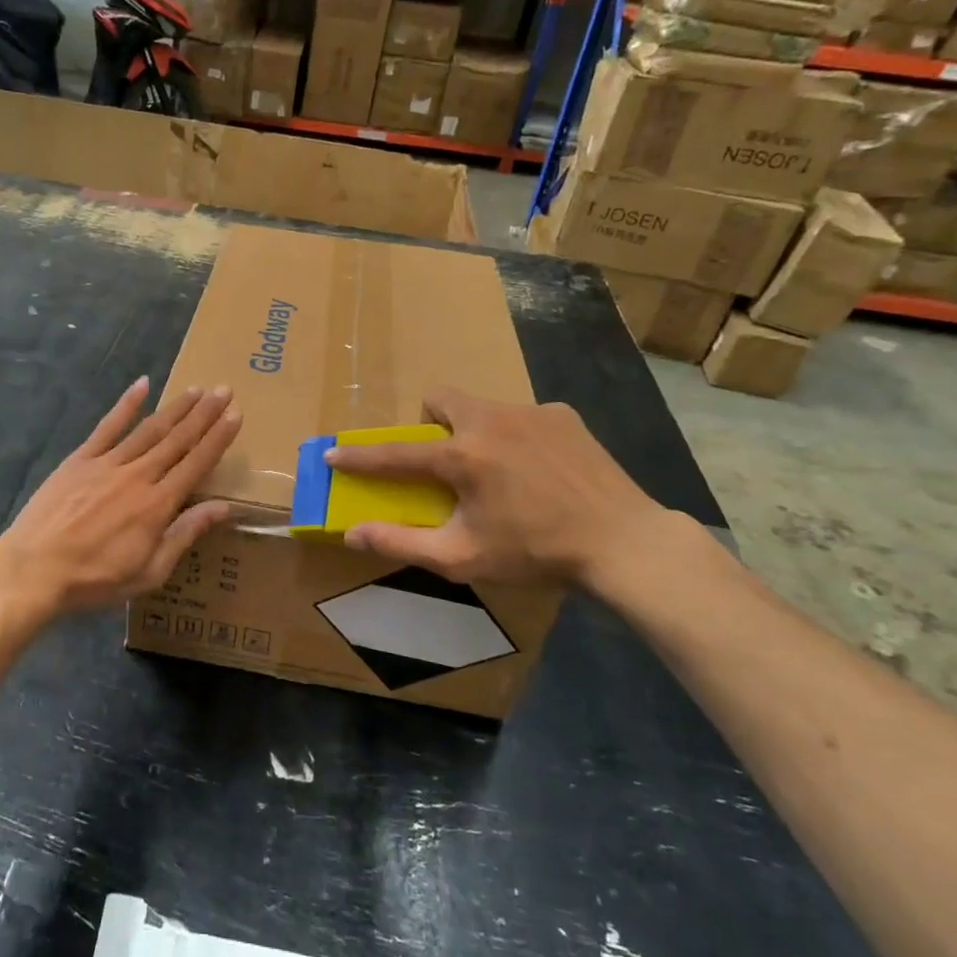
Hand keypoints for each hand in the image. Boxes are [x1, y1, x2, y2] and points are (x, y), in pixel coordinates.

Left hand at [0, 377, 240, 616]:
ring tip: (196, 389)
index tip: (236, 414)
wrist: (34, 569)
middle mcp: (138, 475)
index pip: (197, 463)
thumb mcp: (149, 571)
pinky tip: (142, 385)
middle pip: (178, 439)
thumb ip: (185, 534)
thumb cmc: (95, 578)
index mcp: (158, 504)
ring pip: (149, 429)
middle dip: (204, 414)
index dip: (218, 438)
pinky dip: (126, 405)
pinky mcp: (80, 459)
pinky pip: (107, 426)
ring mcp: (107, 463)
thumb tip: (223, 507)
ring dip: (175, 408)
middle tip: (224, 390)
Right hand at [323, 388, 666, 591]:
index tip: (333, 453)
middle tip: (445, 460)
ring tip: (501, 471)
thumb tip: (351, 533)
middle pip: (440, 399)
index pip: (395, 453)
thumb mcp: (462, 557)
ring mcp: (531, 412)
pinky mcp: (563, 415)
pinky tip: (541, 471)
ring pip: (483, 407)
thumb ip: (402, 541)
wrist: (623, 542)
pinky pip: (524, 416)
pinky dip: (518, 437)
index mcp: (462, 456)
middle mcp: (490, 421)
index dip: (359, 456)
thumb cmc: (535, 553)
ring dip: (476, 431)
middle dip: (430, 422)